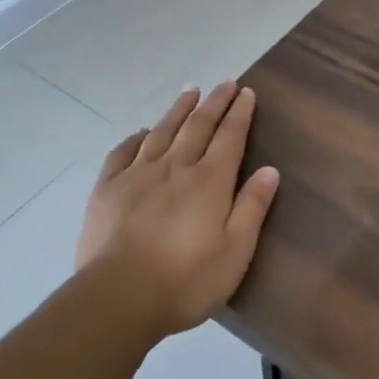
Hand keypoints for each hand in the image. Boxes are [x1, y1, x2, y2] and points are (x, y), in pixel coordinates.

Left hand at [77, 83, 280, 338]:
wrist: (119, 296)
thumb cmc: (186, 280)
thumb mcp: (235, 251)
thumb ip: (252, 207)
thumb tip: (270, 169)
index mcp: (209, 181)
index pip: (229, 137)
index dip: (240, 113)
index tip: (247, 92)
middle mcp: (175, 167)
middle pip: (198, 125)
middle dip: (214, 102)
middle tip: (225, 83)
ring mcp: (138, 174)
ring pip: (162, 131)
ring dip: (178, 109)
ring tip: (190, 91)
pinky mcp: (108, 188)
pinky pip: (123, 152)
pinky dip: (136, 137)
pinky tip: (142, 132)